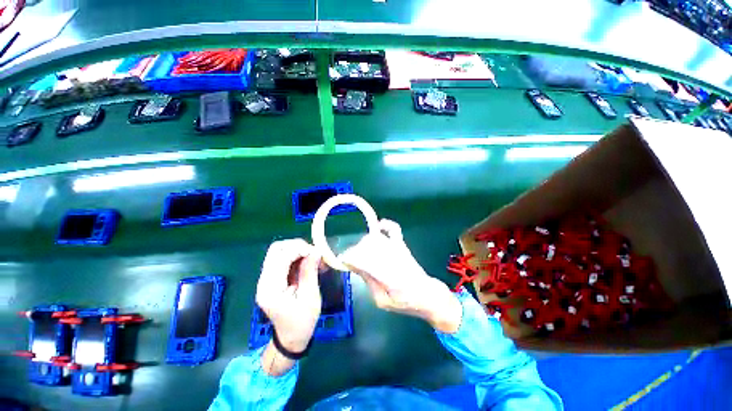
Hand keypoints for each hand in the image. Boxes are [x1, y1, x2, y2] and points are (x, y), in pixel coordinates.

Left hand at [256, 239, 320, 374]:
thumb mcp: (310, 297)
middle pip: (276, 249)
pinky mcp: (272, 279)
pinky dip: (296, 256)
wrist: (290, 339)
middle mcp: (264, 281)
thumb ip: (310, 272)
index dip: (300, 249)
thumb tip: (316, 251)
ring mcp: (266, 279)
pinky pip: (283, 259)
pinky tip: (308, 262)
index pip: (281, 257)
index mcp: (271, 289)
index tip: (317, 253)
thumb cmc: (302, 322)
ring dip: (297, 250)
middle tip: (314, 253)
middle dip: (297, 246)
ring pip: (279, 252)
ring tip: (313, 258)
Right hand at [339, 220, 461, 332]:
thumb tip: (354, 265)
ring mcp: (399, 250)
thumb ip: (368, 281)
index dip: (349, 258)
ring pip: (376, 239)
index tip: (343, 261)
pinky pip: (394, 230)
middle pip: (368, 246)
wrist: (429, 295)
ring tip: (362, 253)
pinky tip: (378, 226)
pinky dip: (386, 225)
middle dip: (356, 252)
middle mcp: (394, 260)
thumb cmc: (406, 303)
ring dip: (365, 243)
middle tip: (352, 260)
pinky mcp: (403, 246)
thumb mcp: (382, 300)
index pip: (364, 261)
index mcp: (388, 279)